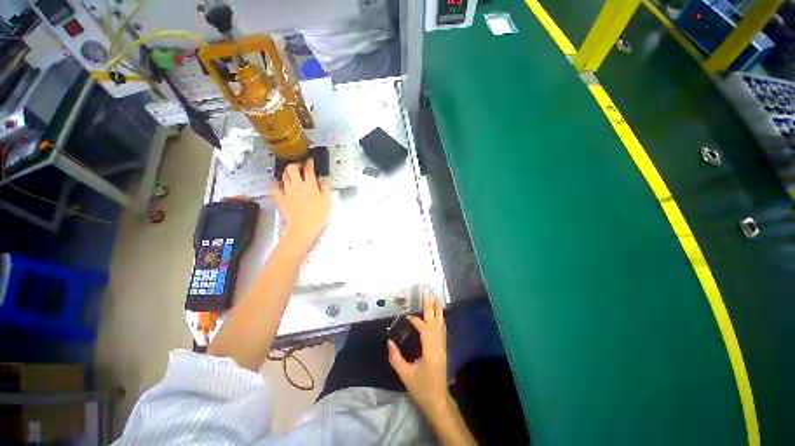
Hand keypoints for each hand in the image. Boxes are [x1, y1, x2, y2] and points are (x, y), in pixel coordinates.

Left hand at [271, 158, 331, 250]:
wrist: (303, 228)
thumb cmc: (318, 216)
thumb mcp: (327, 201)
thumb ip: (325, 188)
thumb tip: (324, 178)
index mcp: (310, 185)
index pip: (309, 169)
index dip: (309, 163)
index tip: (310, 160)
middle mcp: (297, 185)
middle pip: (292, 169)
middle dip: (295, 164)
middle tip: (299, 165)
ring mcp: (287, 191)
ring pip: (283, 176)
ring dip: (287, 172)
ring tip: (291, 173)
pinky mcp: (280, 199)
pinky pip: (274, 188)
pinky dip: (275, 183)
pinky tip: (277, 182)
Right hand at [388, 290, 450, 418]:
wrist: (438, 401)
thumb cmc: (421, 389)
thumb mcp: (405, 375)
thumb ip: (396, 358)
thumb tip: (389, 342)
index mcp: (430, 351)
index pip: (424, 329)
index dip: (415, 320)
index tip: (406, 317)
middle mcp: (438, 346)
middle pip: (435, 322)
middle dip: (431, 307)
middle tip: (428, 293)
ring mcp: (443, 348)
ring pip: (441, 325)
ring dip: (438, 311)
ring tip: (436, 299)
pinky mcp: (443, 350)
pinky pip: (442, 331)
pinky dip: (440, 321)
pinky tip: (439, 316)